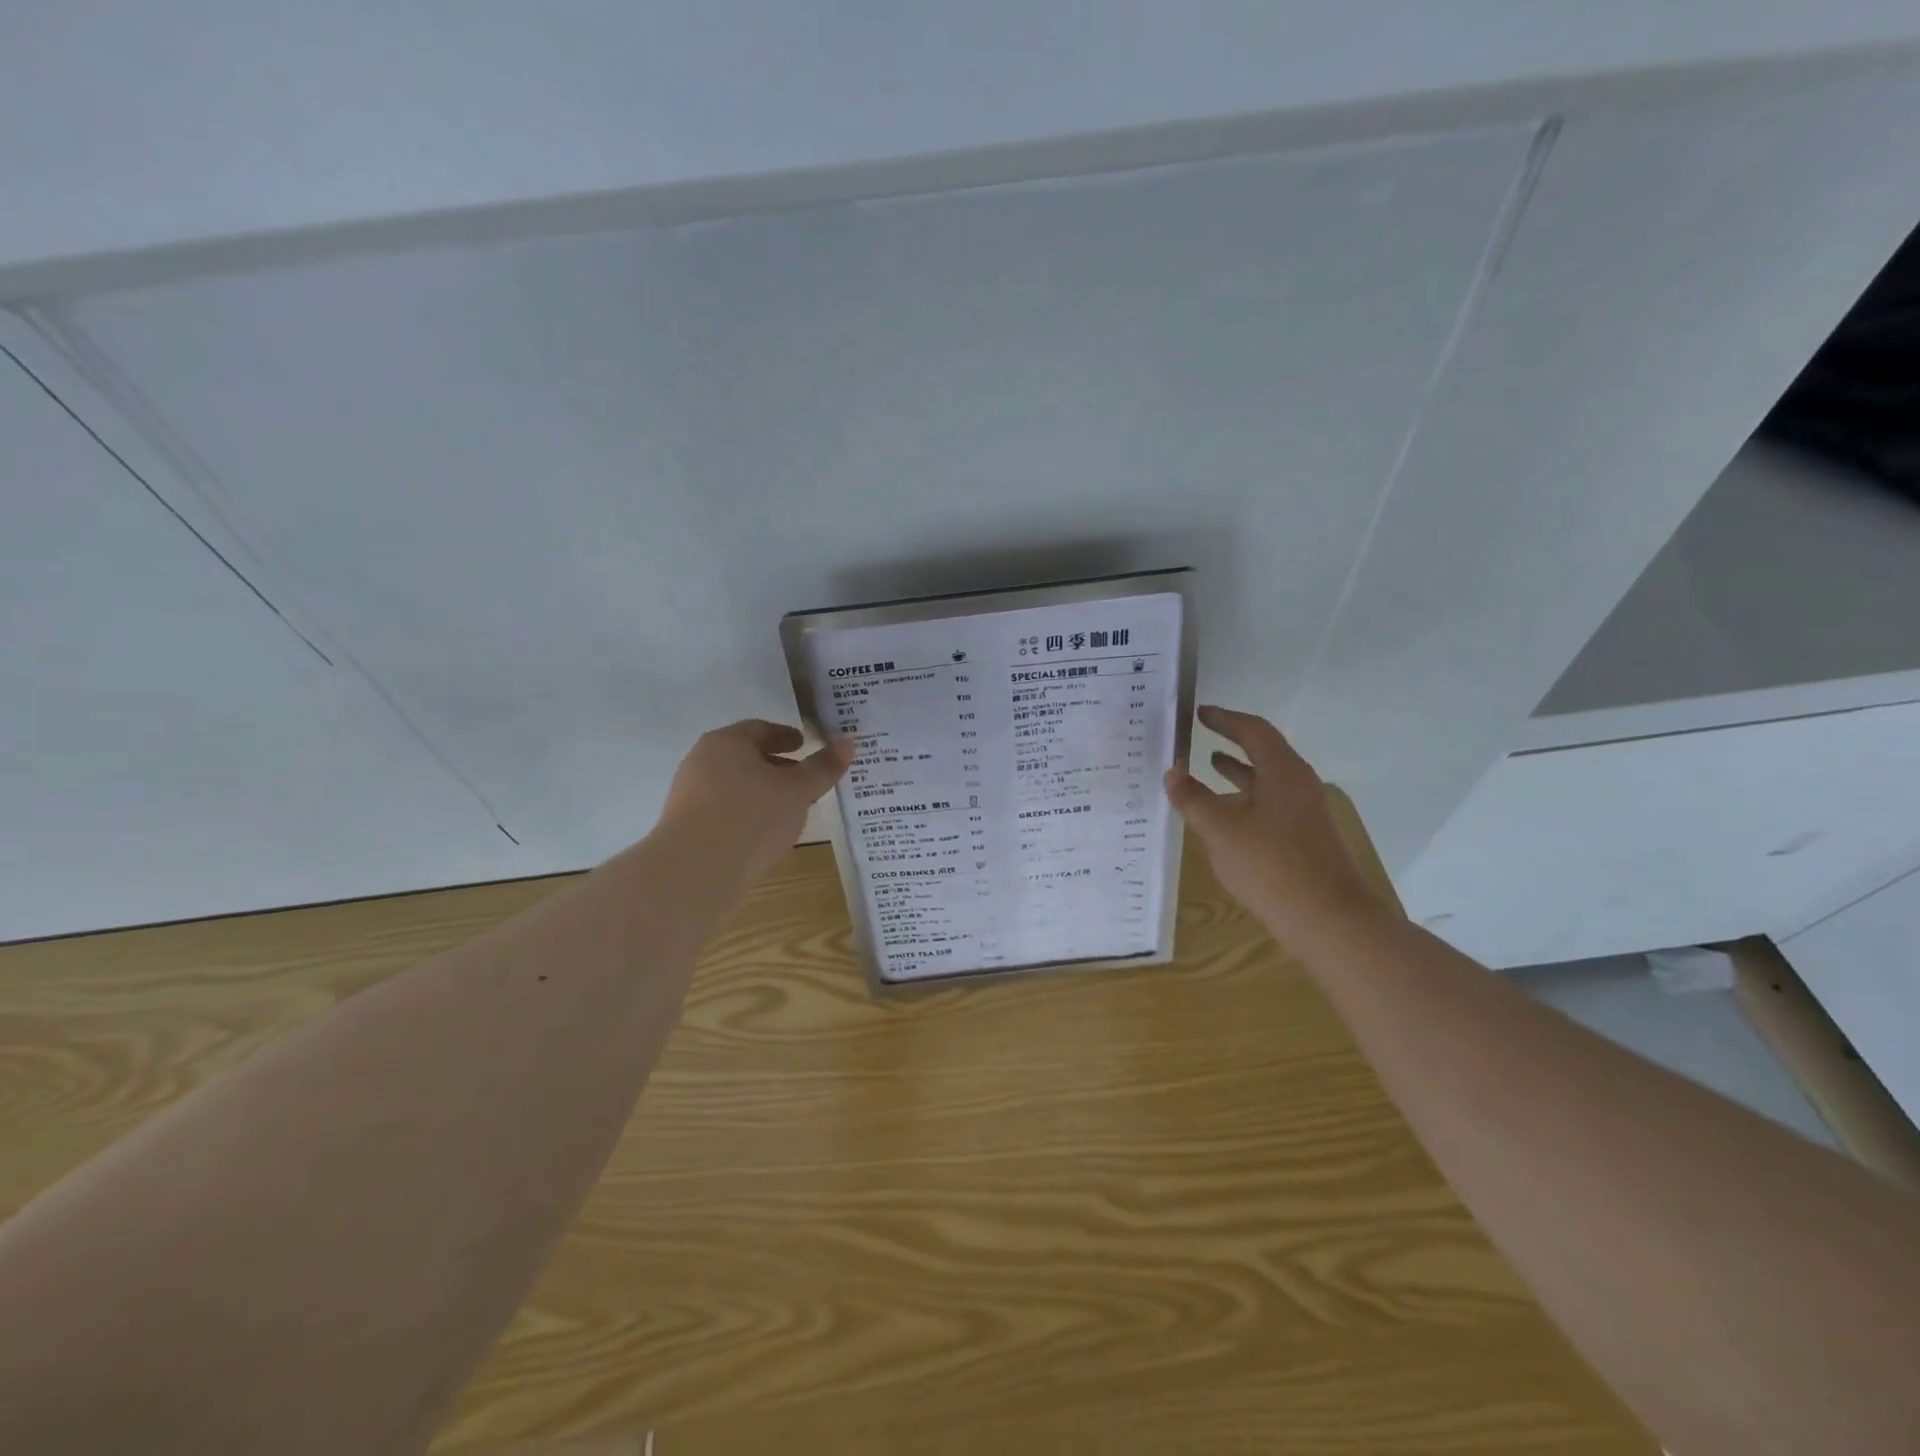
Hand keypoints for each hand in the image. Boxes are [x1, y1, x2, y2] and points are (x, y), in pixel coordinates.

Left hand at [659, 720, 853, 891]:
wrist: (695, 872)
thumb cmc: (752, 817)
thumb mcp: (798, 791)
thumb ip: (823, 767)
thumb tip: (848, 741)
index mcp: (726, 742)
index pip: (761, 729)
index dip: (787, 736)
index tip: (806, 746)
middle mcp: (702, 761)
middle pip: (746, 756)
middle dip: (777, 766)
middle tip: (804, 781)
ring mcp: (689, 794)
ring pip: (735, 785)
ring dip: (763, 793)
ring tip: (790, 812)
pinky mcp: (685, 826)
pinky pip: (724, 810)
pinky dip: (747, 814)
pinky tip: (764, 835)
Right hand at [1164, 705, 1382, 941]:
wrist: (1329, 920)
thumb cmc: (1272, 866)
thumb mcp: (1221, 830)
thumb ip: (1193, 799)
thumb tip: (1172, 771)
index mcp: (1283, 772)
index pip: (1253, 730)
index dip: (1224, 719)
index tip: (1198, 713)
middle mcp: (1298, 784)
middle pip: (1263, 751)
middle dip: (1230, 741)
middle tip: (1198, 735)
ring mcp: (1304, 812)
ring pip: (1266, 780)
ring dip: (1237, 771)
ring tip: (1208, 766)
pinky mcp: (1303, 837)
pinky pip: (1268, 803)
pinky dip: (1244, 798)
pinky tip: (1225, 815)